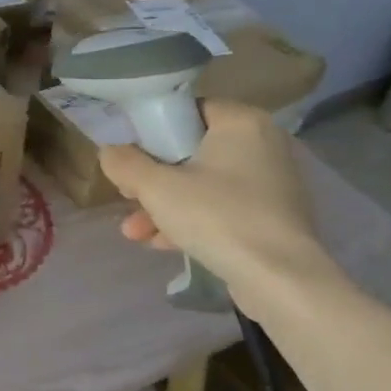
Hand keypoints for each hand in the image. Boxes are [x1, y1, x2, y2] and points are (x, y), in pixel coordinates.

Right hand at [97, 100, 332, 301]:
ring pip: (203, 184)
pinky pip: (222, 209)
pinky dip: (192, 221)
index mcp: (241, 122)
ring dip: (164, 206)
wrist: (281, 280)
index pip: (187, 110)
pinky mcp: (273, 218)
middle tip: (127, 196)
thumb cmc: (217, 217)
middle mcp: (263, 145)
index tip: (128, 155)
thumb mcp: (156, 187)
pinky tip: (161, 244)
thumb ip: (124, 163)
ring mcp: (271, 184)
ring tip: (133, 232)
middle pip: (191, 152)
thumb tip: (110, 152)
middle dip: (152, 179)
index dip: (151, 130)